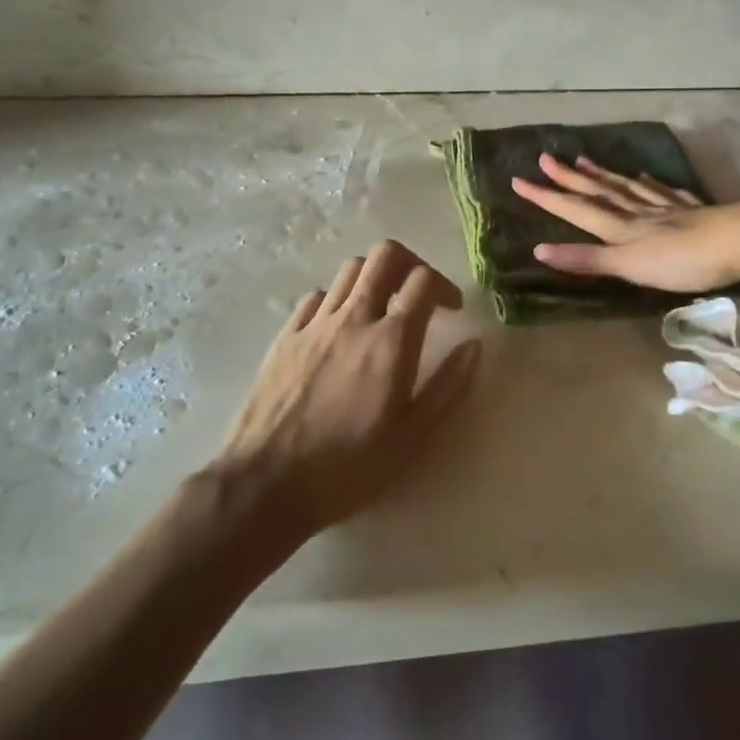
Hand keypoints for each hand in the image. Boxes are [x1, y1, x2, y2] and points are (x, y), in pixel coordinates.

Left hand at [212, 241, 480, 534]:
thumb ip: (447, 387)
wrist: (265, 483)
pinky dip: (337, 299)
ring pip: (350, 269)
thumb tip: (474, 346)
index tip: (451, 310)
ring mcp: (314, 323)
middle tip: (417, 294)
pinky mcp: (285, 336)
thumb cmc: (348, 468)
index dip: (444, 286)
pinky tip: (339, 328)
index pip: (423, 281)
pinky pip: (316, 296)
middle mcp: (354, 319)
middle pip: (385, 256)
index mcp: (391, 341)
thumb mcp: (412, 439)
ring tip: (381, 309)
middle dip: (410, 264)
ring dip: (374, 277)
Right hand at [511, 154, 739, 292]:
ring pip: (627, 187)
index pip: (576, 209)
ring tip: (583, 158)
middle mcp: (638, 212)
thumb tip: (538, 250)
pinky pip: (663, 192)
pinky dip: (648, 183)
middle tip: (545, 158)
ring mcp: (667, 208)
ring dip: (603, 174)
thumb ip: (587, 259)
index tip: (518, 180)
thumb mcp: (630, 266)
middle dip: (569, 178)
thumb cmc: (683, 260)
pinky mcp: (693, 210)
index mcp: (621, 227)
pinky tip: (644, 175)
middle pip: (598, 191)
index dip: (547, 196)